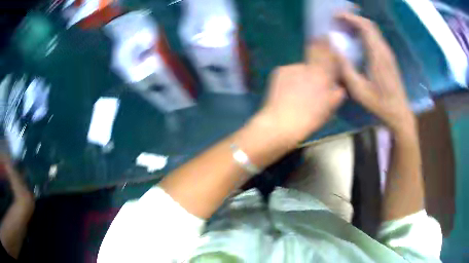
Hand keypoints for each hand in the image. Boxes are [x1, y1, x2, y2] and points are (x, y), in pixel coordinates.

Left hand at [260, 40, 345, 144]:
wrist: (280, 122)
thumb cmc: (309, 119)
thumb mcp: (328, 109)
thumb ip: (337, 94)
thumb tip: (339, 87)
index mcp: (322, 75)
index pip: (328, 54)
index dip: (329, 45)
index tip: (328, 38)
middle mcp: (308, 66)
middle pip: (314, 52)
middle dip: (317, 49)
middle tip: (316, 56)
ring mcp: (292, 67)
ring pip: (302, 68)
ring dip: (303, 74)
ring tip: (298, 90)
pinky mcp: (279, 71)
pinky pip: (290, 72)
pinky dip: (291, 78)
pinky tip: (288, 90)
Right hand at [337, 13, 415, 133]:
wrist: (399, 111)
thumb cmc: (379, 103)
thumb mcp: (359, 90)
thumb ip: (346, 68)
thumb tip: (334, 50)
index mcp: (377, 55)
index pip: (365, 26)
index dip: (350, 18)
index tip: (336, 16)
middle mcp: (384, 50)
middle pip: (369, 25)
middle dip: (353, 18)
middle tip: (338, 20)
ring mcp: (388, 53)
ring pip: (373, 30)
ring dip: (359, 24)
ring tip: (345, 27)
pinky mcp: (389, 57)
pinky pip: (376, 38)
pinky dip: (365, 32)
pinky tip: (356, 39)